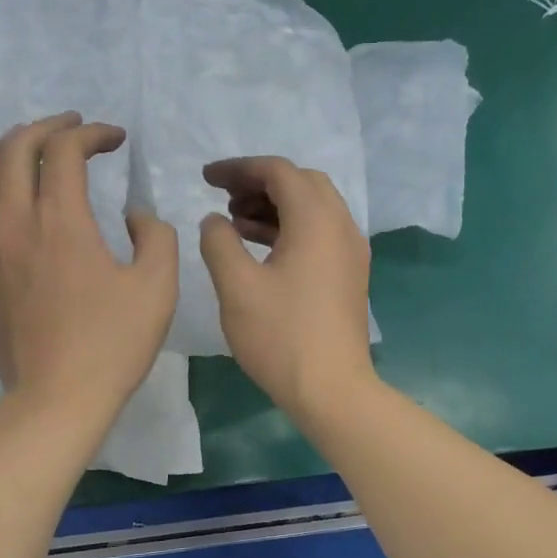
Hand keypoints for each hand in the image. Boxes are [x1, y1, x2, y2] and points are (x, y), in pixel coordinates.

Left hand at [0, 113, 175, 423]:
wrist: (59, 396)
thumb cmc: (113, 343)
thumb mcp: (159, 286)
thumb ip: (155, 235)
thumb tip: (133, 215)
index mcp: (61, 221)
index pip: (66, 150)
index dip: (93, 134)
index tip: (116, 141)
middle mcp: (13, 221)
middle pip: (16, 148)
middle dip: (49, 128)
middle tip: (75, 129)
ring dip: (10, 150)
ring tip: (34, 151)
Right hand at [199, 156, 375, 418]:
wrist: (332, 389)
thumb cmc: (281, 336)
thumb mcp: (237, 287)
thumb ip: (219, 242)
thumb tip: (214, 221)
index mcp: (316, 220)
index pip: (278, 171)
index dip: (239, 168)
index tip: (205, 178)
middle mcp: (341, 226)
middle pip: (302, 183)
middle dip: (260, 183)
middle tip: (224, 199)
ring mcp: (351, 252)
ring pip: (314, 209)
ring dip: (275, 206)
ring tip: (235, 223)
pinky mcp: (350, 275)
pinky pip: (321, 234)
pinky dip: (291, 229)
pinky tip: (261, 249)